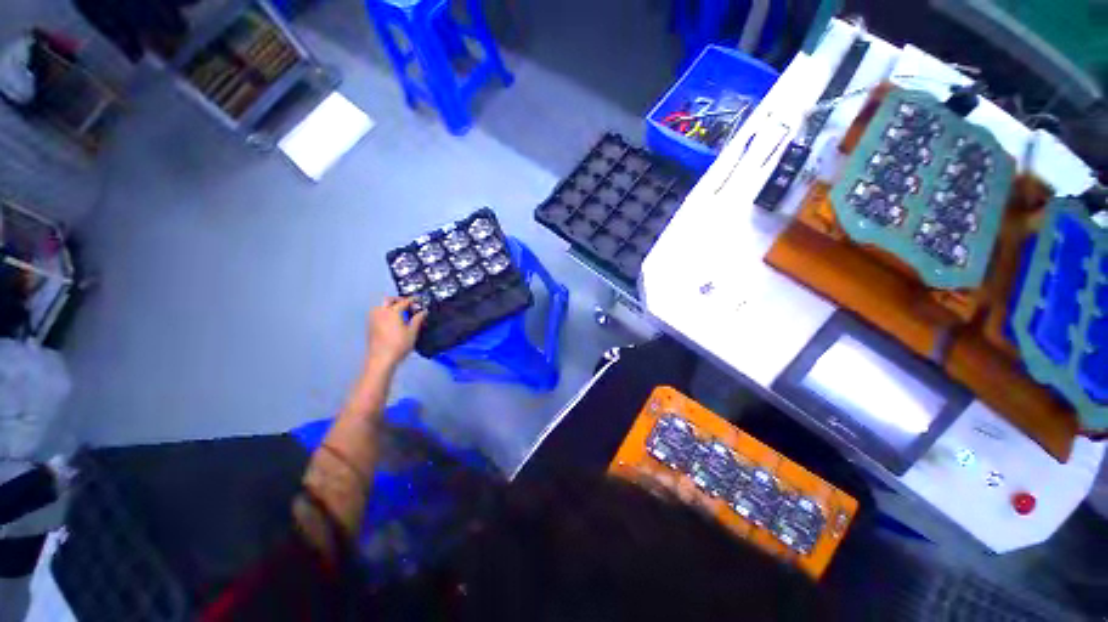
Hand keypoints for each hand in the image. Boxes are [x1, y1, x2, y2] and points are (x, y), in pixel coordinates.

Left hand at [366, 297, 426, 371]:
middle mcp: (381, 312)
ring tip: (400, 313)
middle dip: (398, 300)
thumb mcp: (412, 332)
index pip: (404, 301)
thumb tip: (423, 311)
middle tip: (408, 304)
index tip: (419, 300)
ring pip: (381, 306)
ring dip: (390, 306)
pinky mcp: (370, 326)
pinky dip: (385, 313)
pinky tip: (392, 321)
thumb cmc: (399, 345)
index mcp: (392, 312)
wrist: (381, 359)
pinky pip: (378, 314)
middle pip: (388, 300)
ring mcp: (373, 319)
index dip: (413, 300)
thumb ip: (418, 319)